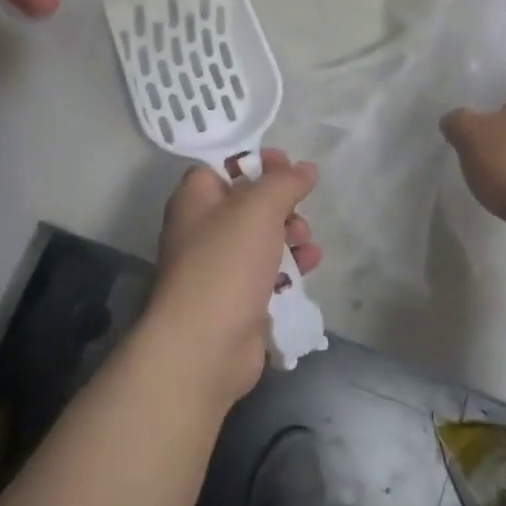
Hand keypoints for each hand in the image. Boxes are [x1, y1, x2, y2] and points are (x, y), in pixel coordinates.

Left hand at [144, 151, 322, 407]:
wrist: (206, 345)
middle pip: (247, 202)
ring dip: (290, 233)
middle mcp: (203, 229)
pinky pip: (269, 271)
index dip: (254, 160)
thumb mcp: (258, 207)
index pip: (221, 165)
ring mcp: (220, 267)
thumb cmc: (226, 262)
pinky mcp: (239, 299)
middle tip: (299, 203)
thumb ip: (285, 182)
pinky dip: (291, 265)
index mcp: (195, 199)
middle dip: (280, 201)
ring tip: (305, 239)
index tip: (285, 162)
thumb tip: (306, 168)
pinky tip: (310, 263)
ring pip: (262, 238)